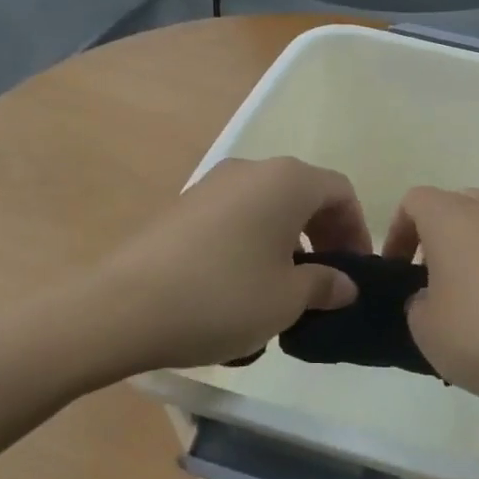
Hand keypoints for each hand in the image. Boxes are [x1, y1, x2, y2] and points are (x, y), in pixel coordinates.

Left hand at [94, 157, 369, 372]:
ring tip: (285, 290)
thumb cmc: (223, 297)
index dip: (357, 230)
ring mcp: (212, 185)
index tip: (356, 270)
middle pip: (304, 195)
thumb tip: (345, 284)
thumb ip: (325, 285)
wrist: (121, 308)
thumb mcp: (287, 299)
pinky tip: (242, 288)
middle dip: (323, 236)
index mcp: (286, 181)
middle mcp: (251, 169)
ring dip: (288, 242)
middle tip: (327, 281)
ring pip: (268, 207)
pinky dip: (253, 244)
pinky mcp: (183, 206)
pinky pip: (236, 218)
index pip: (340, 192)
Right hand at [383, 188, 478, 403]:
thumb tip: (431, 298)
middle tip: (431, 286)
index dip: (397, 233)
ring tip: (470, 308)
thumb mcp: (428, 331)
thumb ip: (417, 306)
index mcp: (450, 216)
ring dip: (471, 259)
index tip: (396, 270)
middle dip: (436, 242)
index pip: (413, 202)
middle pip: (453, 210)